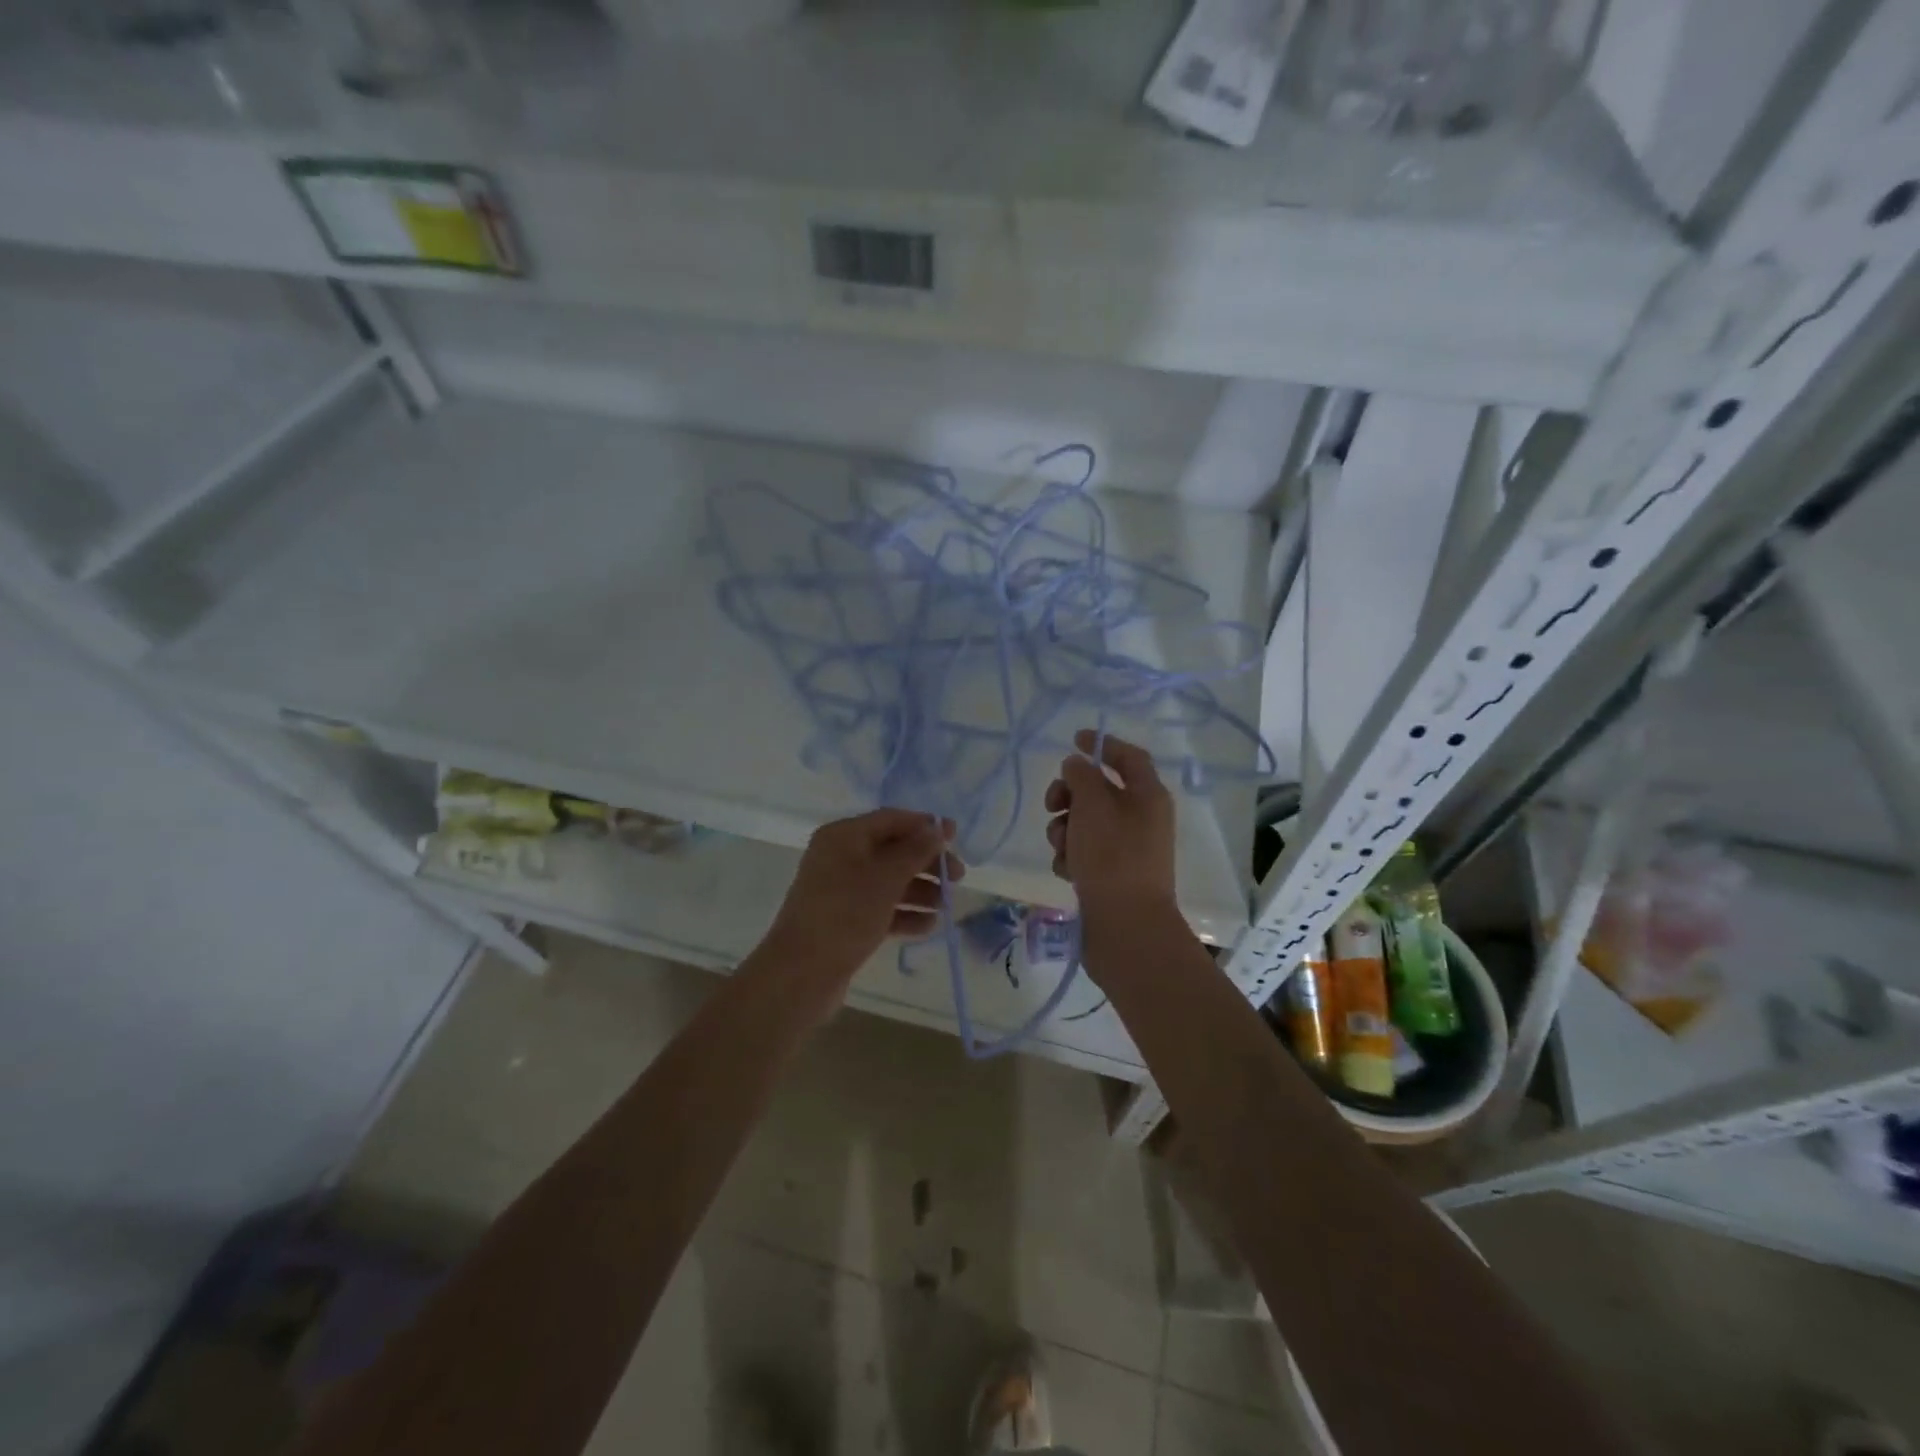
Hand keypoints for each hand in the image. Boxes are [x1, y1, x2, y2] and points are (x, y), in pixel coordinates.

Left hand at [756, 809, 963, 990]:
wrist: (801, 974)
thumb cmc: (845, 914)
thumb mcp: (886, 878)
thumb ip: (916, 850)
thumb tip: (937, 827)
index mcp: (844, 836)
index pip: (892, 820)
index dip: (925, 826)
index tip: (956, 838)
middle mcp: (840, 856)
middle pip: (893, 850)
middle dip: (926, 863)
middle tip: (958, 878)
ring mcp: (841, 889)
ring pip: (889, 881)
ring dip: (920, 890)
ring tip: (947, 906)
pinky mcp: (844, 919)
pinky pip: (880, 907)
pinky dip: (904, 913)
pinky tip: (929, 926)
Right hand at [1044, 730, 1176, 916]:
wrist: (1126, 925)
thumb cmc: (1112, 857)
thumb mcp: (1093, 806)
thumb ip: (1081, 776)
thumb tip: (1076, 765)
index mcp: (1148, 796)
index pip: (1128, 757)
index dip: (1102, 744)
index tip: (1073, 740)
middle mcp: (1141, 818)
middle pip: (1100, 790)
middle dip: (1070, 794)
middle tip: (1052, 804)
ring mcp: (1126, 848)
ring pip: (1085, 823)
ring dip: (1065, 829)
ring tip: (1061, 848)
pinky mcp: (1111, 874)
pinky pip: (1084, 852)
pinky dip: (1070, 856)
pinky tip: (1066, 871)